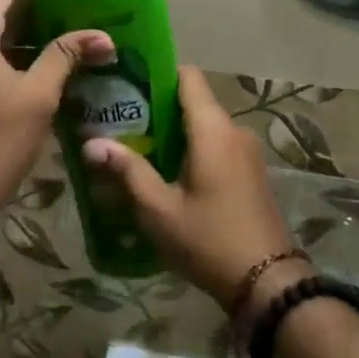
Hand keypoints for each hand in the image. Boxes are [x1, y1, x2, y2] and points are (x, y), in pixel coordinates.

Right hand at [82, 67, 308, 317]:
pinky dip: (191, 147)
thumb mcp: (159, 209)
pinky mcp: (250, 171)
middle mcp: (234, 130)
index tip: (127, 82)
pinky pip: (216, 144)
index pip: (187, 76)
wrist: (268, 283)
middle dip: (157, 106)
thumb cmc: (209, 240)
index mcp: (213, 129)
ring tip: (136, 144)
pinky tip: (166, 169)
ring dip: (174, 130)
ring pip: (204, 124)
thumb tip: (90, 142)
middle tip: (119, 119)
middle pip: (193, 100)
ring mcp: (246, 151)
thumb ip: (127, 170)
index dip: (157, 73)